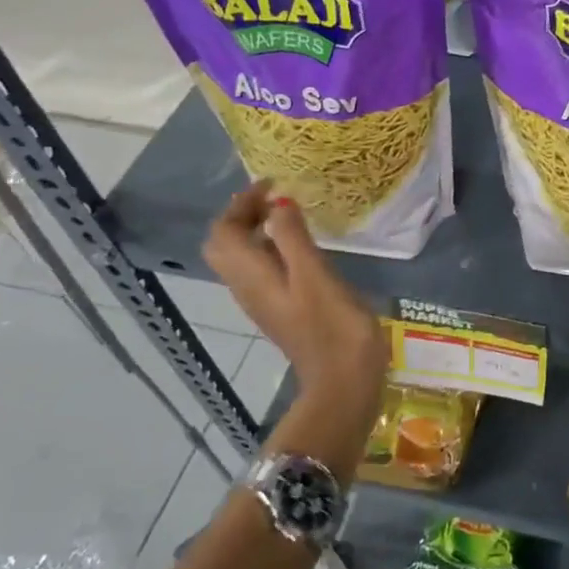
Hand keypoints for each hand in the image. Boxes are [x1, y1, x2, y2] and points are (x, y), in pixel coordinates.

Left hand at [202, 182, 386, 418]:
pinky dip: (270, 249)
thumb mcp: (315, 275)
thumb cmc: (333, 327)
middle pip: (225, 244)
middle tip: (276, 198)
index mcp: (251, 276)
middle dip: (243, 215)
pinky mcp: (281, 310)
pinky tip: (300, 247)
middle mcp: (247, 288)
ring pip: (241, 258)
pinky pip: (261, 271)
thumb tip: (277, 201)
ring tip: (288, 214)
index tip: (273, 184)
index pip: (224, 231)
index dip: (241, 203)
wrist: (344, 383)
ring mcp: (263, 302)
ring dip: (255, 231)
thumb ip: (292, 236)